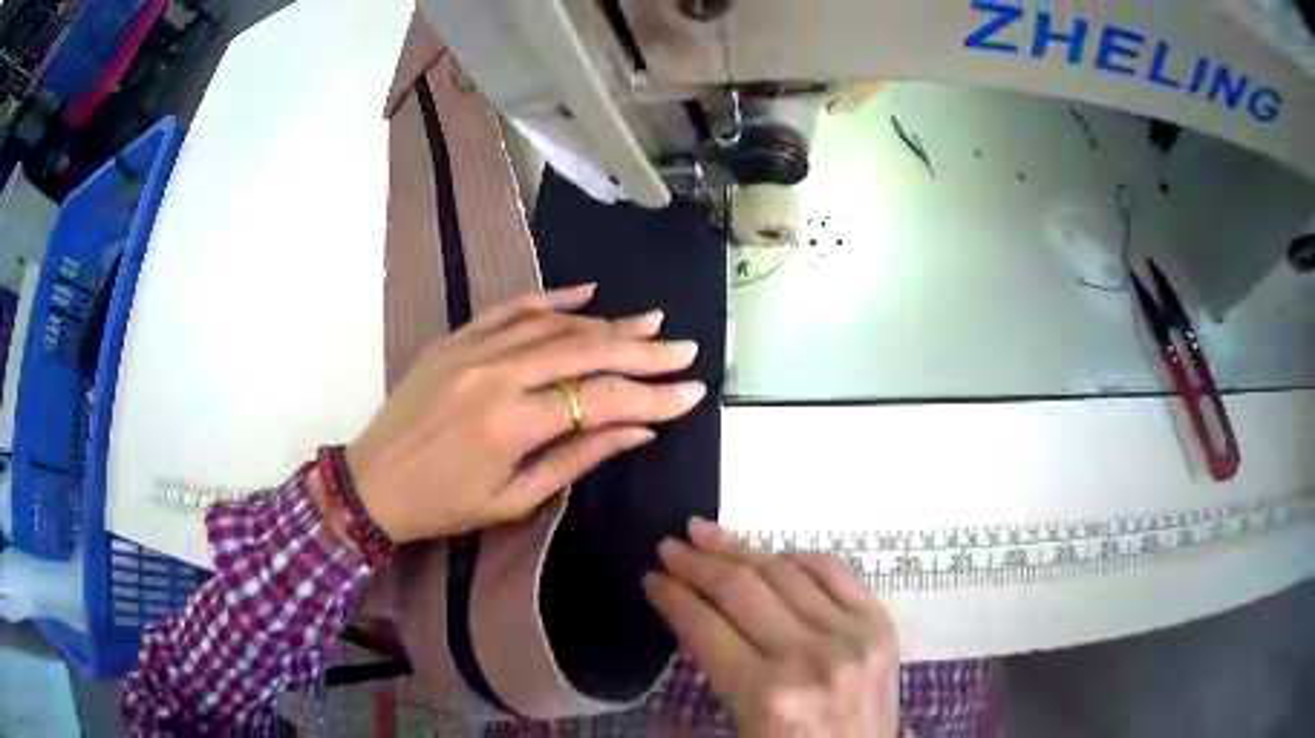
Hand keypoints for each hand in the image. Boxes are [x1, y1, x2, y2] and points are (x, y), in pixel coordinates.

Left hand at [346, 284, 705, 542]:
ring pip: (554, 325)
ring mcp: (473, 349)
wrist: (372, 483)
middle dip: (642, 351)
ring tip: (649, 321)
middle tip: (683, 349)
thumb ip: (578, 458)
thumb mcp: (514, 499)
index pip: (601, 399)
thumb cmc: (444, 505)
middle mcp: (497, 374)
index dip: (652, 396)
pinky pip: (509, 308)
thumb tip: (638, 431)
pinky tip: (587, 293)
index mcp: (512, 423)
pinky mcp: (455, 339)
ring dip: (607, 322)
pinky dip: (551, 298)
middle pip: (586, 351)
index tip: (692, 392)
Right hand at [645, 519, 897, 736]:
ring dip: (742, 549)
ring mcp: (852, 635)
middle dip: (697, 563)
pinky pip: (835, 572)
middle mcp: (810, 656)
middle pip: (742, 589)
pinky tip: (773, 553)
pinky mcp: (881, 626)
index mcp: (766, 694)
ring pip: (786, 572)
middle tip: (670, 546)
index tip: (652, 579)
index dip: (672, 597)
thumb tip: (689, 613)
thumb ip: (714, 668)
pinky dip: (799, 557)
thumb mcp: (737, 723)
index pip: (705, 626)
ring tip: (709, 535)